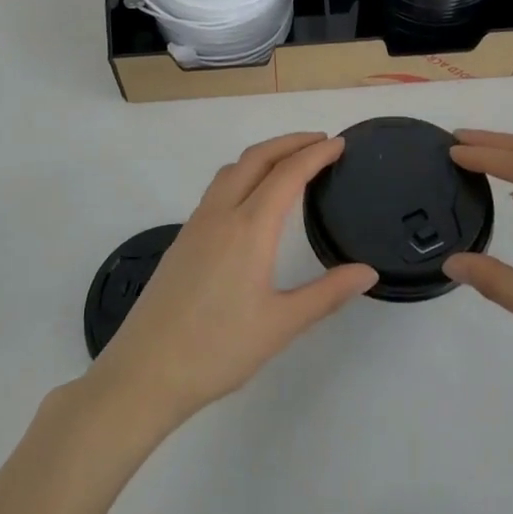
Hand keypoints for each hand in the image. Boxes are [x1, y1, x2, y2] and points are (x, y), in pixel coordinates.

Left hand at [87, 132, 377, 429]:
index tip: (339, 143)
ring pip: (231, 170)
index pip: (288, 174)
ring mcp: (196, 225)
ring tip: (289, 162)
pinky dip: (243, 175)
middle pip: (256, 158)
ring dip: (263, 155)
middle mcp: (220, 215)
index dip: (315, 154)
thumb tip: (367, 272)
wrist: (145, 372)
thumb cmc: (218, 349)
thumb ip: (327, 294)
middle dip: (290, 142)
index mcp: (249, 229)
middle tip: (320, 141)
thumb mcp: (281, 325)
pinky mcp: (182, 240)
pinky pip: (217, 190)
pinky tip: (252, 200)